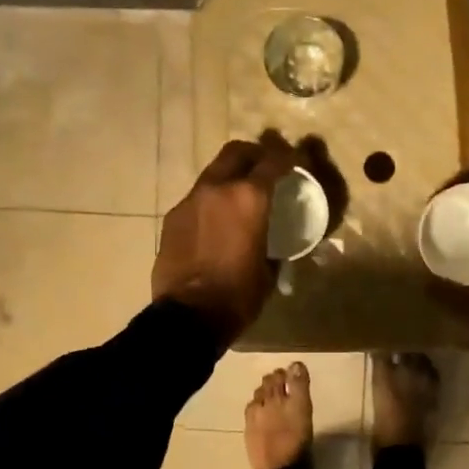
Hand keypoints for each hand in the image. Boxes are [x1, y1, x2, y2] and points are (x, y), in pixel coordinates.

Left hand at [154, 134, 298, 347]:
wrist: (189, 316)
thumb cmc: (238, 295)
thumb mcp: (269, 269)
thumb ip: (271, 244)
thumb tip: (272, 245)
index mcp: (249, 198)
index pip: (273, 161)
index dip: (288, 157)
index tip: (296, 159)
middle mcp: (218, 188)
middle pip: (237, 152)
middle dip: (254, 154)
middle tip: (266, 167)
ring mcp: (190, 201)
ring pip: (213, 173)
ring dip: (229, 176)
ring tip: (240, 196)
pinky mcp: (173, 218)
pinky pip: (197, 198)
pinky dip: (211, 201)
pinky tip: (216, 222)